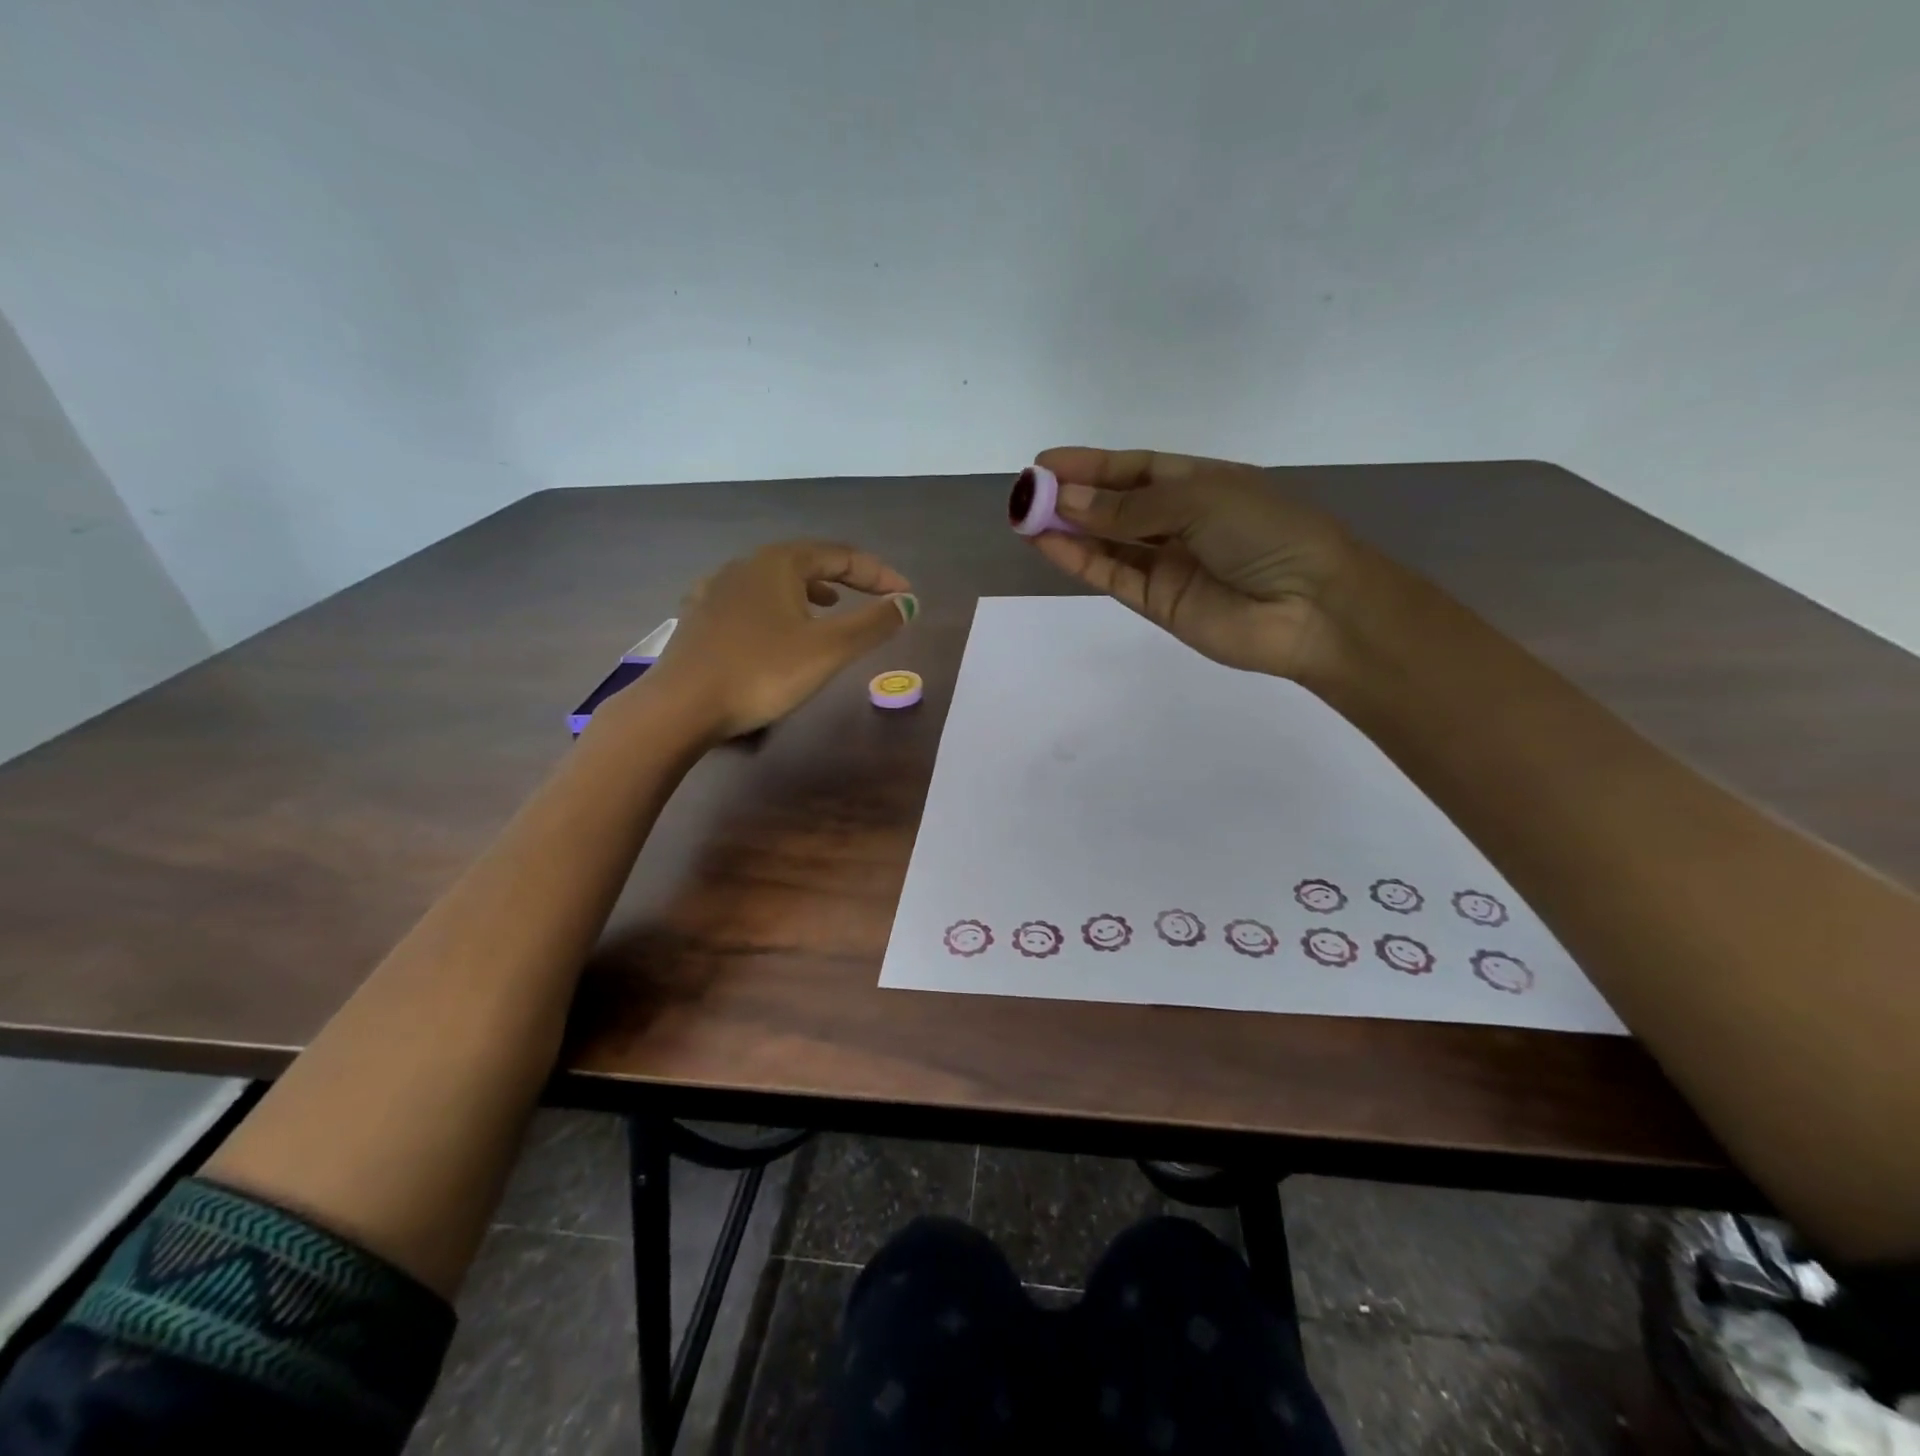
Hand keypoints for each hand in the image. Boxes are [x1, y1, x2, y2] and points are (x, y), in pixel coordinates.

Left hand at [632, 541, 916, 739]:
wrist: (681, 706)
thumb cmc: (761, 672)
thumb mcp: (829, 650)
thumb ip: (873, 624)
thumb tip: (907, 603)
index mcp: (779, 563)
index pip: (840, 556)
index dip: (878, 574)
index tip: (905, 595)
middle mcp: (746, 565)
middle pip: (807, 561)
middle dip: (845, 577)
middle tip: (872, 596)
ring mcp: (717, 589)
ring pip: (776, 581)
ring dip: (810, 591)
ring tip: (830, 606)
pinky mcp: (700, 617)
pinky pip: (751, 601)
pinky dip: (777, 607)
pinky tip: (776, 627)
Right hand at [1026, 447, 1364, 680]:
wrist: (1309, 607)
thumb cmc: (1265, 532)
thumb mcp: (1198, 500)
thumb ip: (1129, 507)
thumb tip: (1068, 501)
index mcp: (1200, 483)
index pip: (1135, 469)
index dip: (1091, 465)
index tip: (1045, 462)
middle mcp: (1179, 522)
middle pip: (1115, 506)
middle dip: (1071, 497)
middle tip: (1026, 491)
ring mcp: (1167, 564)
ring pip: (1106, 542)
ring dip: (1067, 529)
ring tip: (1024, 517)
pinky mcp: (1156, 602)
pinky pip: (1111, 575)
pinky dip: (1078, 560)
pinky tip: (1046, 543)